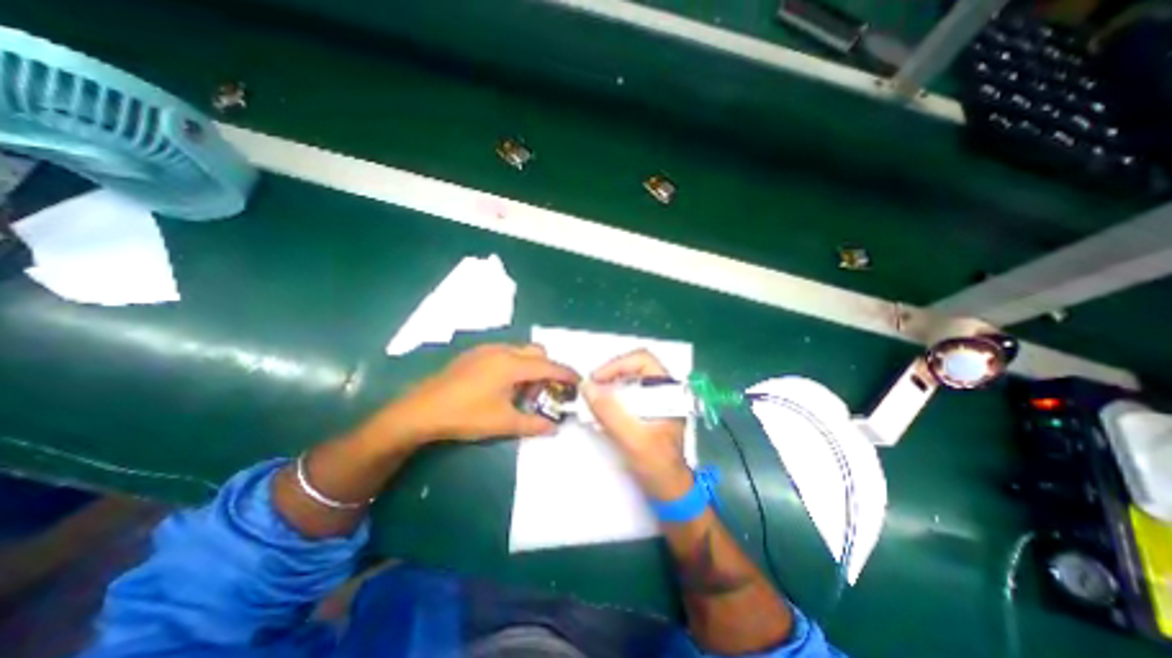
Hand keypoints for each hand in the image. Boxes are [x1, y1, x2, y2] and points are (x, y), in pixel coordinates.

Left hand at [375, 341, 574, 443]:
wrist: (421, 410)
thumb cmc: (466, 416)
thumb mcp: (503, 423)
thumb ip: (533, 424)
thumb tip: (555, 427)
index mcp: (513, 365)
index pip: (549, 366)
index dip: (567, 374)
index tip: (579, 382)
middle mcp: (503, 351)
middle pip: (537, 352)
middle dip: (548, 369)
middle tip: (546, 391)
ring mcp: (487, 350)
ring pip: (521, 351)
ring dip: (530, 367)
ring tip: (524, 391)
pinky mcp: (475, 354)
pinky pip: (505, 353)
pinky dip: (515, 365)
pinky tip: (503, 386)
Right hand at [581, 349, 689, 498]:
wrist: (670, 493)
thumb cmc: (658, 467)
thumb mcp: (633, 439)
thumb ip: (610, 412)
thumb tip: (586, 386)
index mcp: (669, 391)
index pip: (642, 360)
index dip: (617, 364)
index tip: (596, 379)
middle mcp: (663, 391)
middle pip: (633, 368)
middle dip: (609, 375)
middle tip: (590, 389)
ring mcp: (655, 401)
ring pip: (628, 381)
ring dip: (608, 387)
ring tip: (591, 400)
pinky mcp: (646, 412)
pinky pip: (625, 396)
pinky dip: (610, 399)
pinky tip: (600, 412)